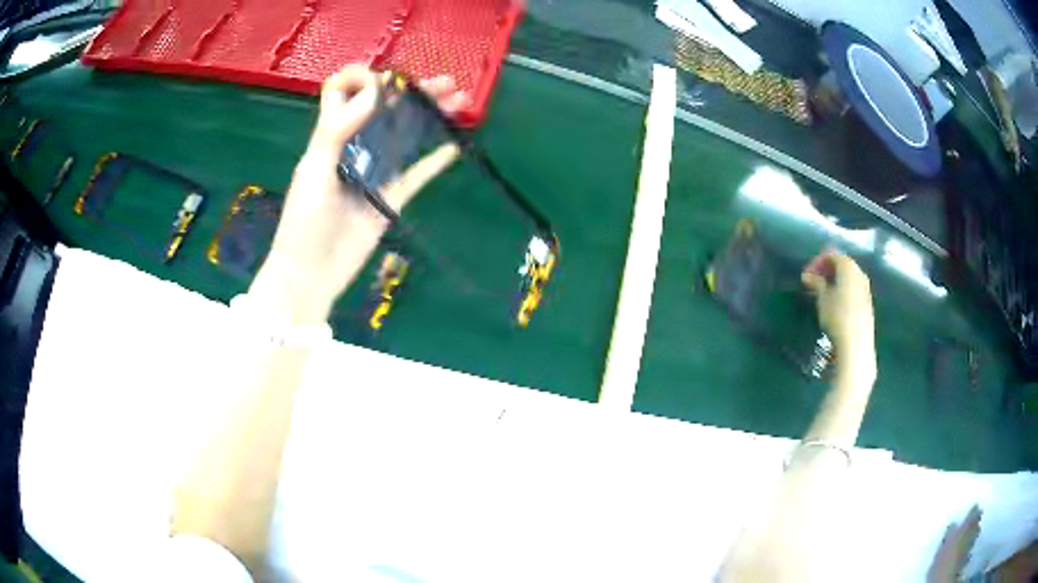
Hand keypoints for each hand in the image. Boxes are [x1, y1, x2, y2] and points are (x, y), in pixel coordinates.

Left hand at [250, 66, 463, 323]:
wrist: (311, 274)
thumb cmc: (304, 222)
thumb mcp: (314, 170)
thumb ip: (338, 130)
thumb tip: (374, 91)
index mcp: (330, 137)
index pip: (343, 93)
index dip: (362, 79)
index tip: (385, 81)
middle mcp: (354, 148)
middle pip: (385, 111)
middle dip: (414, 93)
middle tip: (447, 83)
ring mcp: (374, 172)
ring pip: (405, 136)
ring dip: (430, 118)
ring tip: (459, 103)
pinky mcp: (390, 198)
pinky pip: (416, 174)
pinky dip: (434, 161)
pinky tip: (452, 146)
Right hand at [802, 250, 875, 379]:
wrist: (856, 343)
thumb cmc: (837, 316)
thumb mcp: (822, 298)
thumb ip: (816, 283)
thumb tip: (807, 275)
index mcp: (848, 267)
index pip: (831, 255)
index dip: (817, 262)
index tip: (806, 275)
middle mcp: (859, 272)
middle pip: (841, 263)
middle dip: (826, 270)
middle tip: (813, 281)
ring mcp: (865, 287)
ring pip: (848, 276)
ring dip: (834, 280)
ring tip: (822, 292)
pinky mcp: (866, 302)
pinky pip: (853, 287)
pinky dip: (842, 288)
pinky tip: (835, 302)